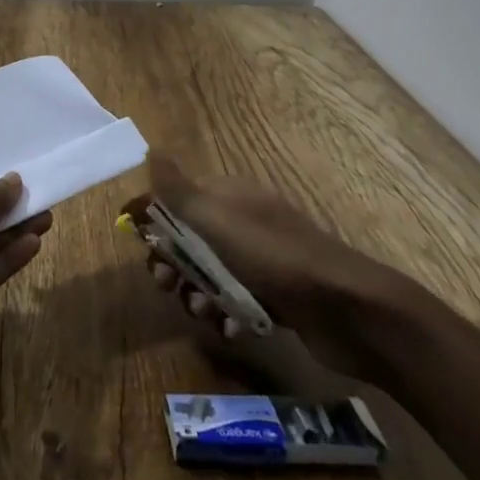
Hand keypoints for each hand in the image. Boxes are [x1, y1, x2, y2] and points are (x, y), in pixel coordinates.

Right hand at [137, 154, 416, 382]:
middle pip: (190, 235)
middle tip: (165, 283)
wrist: (345, 308)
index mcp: (228, 194)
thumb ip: (178, 189)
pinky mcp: (276, 294)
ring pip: (211, 271)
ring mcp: (261, 258)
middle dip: (172, 259)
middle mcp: (242, 219)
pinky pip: (237, 299)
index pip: (178, 195)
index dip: (154, 214)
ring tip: (200, 312)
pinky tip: (230, 328)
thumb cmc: (271, 256)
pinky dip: (226, 312)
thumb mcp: (216, 218)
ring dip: (196, 291)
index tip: (134, 238)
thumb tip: (150, 151)